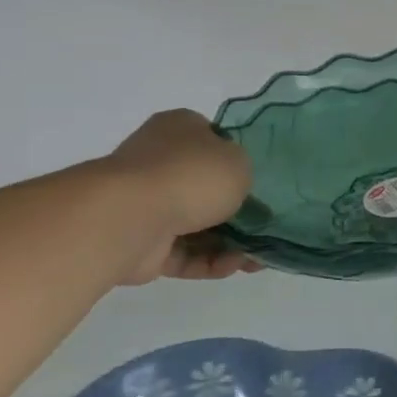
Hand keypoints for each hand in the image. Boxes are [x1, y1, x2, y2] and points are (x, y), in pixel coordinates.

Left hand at [101, 110, 260, 284]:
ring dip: (230, 243)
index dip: (237, 160)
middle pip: (206, 188)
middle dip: (238, 211)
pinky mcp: (143, 243)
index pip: (212, 140)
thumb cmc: (191, 176)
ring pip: (198, 224)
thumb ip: (242, 170)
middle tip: (266, 226)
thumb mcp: (238, 160)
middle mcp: (158, 162)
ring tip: (257, 257)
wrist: (130, 217)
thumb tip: (231, 185)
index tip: (260, 181)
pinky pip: (184, 253)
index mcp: (179, 130)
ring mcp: (147, 204)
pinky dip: (210, 261)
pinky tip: (235, 266)